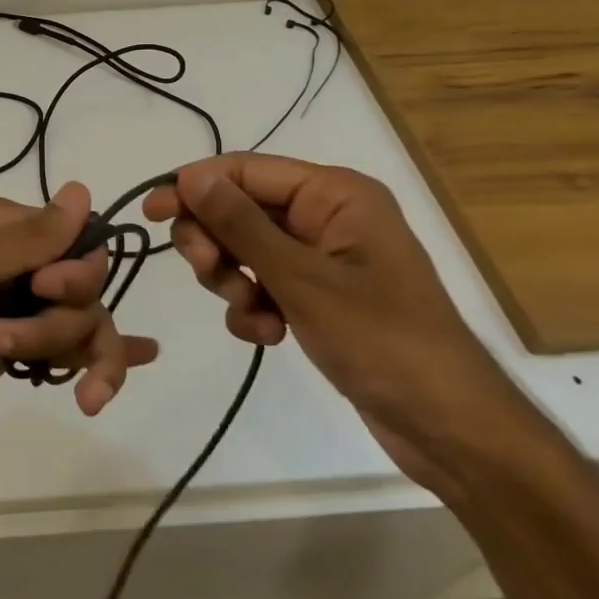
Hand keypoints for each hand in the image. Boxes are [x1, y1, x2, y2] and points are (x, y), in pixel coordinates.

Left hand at [0, 182, 160, 450]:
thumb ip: (28, 237)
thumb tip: (82, 190)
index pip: (75, 237)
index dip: (72, 270)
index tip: (45, 290)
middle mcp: (13, 261)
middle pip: (82, 286)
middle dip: (55, 320)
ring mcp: (15, 307)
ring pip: (78, 322)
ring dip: (55, 349)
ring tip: (0, 363)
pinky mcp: (13, 348)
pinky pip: (68, 349)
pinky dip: (98, 359)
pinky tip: (137, 359)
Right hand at [143, 154, 536, 494]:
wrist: (447, 427)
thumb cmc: (382, 340)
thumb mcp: (302, 279)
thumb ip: (241, 224)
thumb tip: (189, 176)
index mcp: (334, 194)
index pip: (245, 171)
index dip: (195, 186)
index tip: (151, 213)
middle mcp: (327, 216)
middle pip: (240, 209)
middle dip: (216, 242)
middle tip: (208, 271)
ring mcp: (321, 258)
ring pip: (244, 250)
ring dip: (233, 281)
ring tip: (251, 313)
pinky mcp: (316, 295)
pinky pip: (261, 285)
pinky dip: (253, 308)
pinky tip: (267, 335)